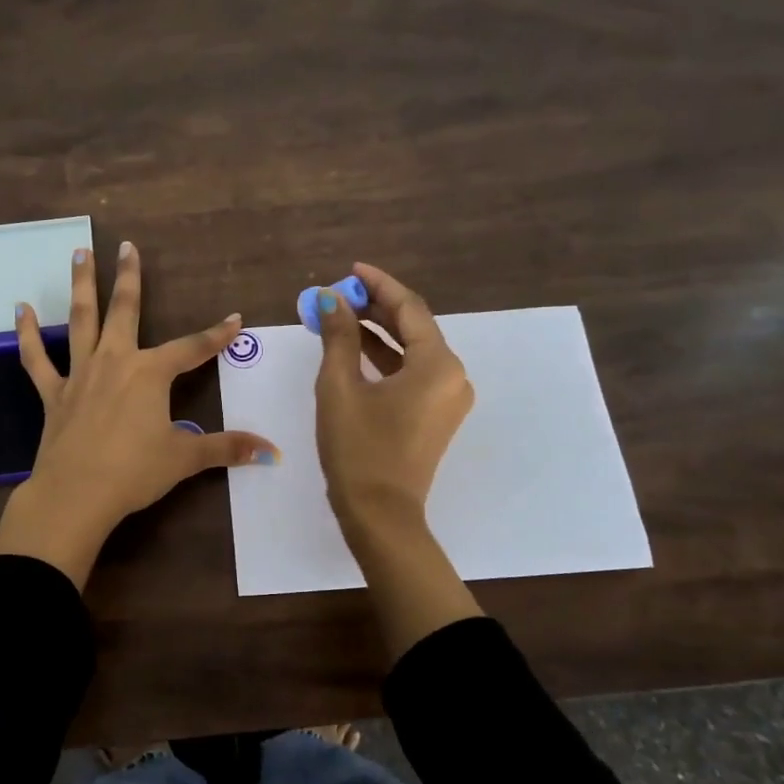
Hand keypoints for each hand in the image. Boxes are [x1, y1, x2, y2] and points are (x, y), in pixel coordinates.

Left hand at [0, 241, 278, 588]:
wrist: (76, 494)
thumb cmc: (134, 472)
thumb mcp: (185, 458)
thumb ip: (226, 448)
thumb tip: (271, 451)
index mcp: (150, 373)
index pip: (192, 348)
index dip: (217, 335)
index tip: (235, 319)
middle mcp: (115, 361)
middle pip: (125, 310)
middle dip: (129, 277)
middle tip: (126, 245)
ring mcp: (80, 374)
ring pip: (81, 320)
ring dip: (81, 285)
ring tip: (80, 252)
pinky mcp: (53, 393)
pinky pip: (36, 358)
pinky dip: (27, 333)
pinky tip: (20, 309)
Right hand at [314, 263, 482, 656]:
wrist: (379, 513)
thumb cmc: (358, 448)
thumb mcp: (340, 387)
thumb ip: (338, 337)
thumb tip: (330, 299)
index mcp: (438, 364)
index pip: (409, 308)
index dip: (378, 285)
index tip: (352, 269)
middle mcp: (453, 375)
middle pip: (414, 328)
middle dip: (375, 309)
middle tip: (338, 296)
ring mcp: (448, 398)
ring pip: (413, 351)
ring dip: (378, 334)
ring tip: (339, 318)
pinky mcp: (437, 416)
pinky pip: (413, 374)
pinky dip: (386, 360)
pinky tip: (355, 351)